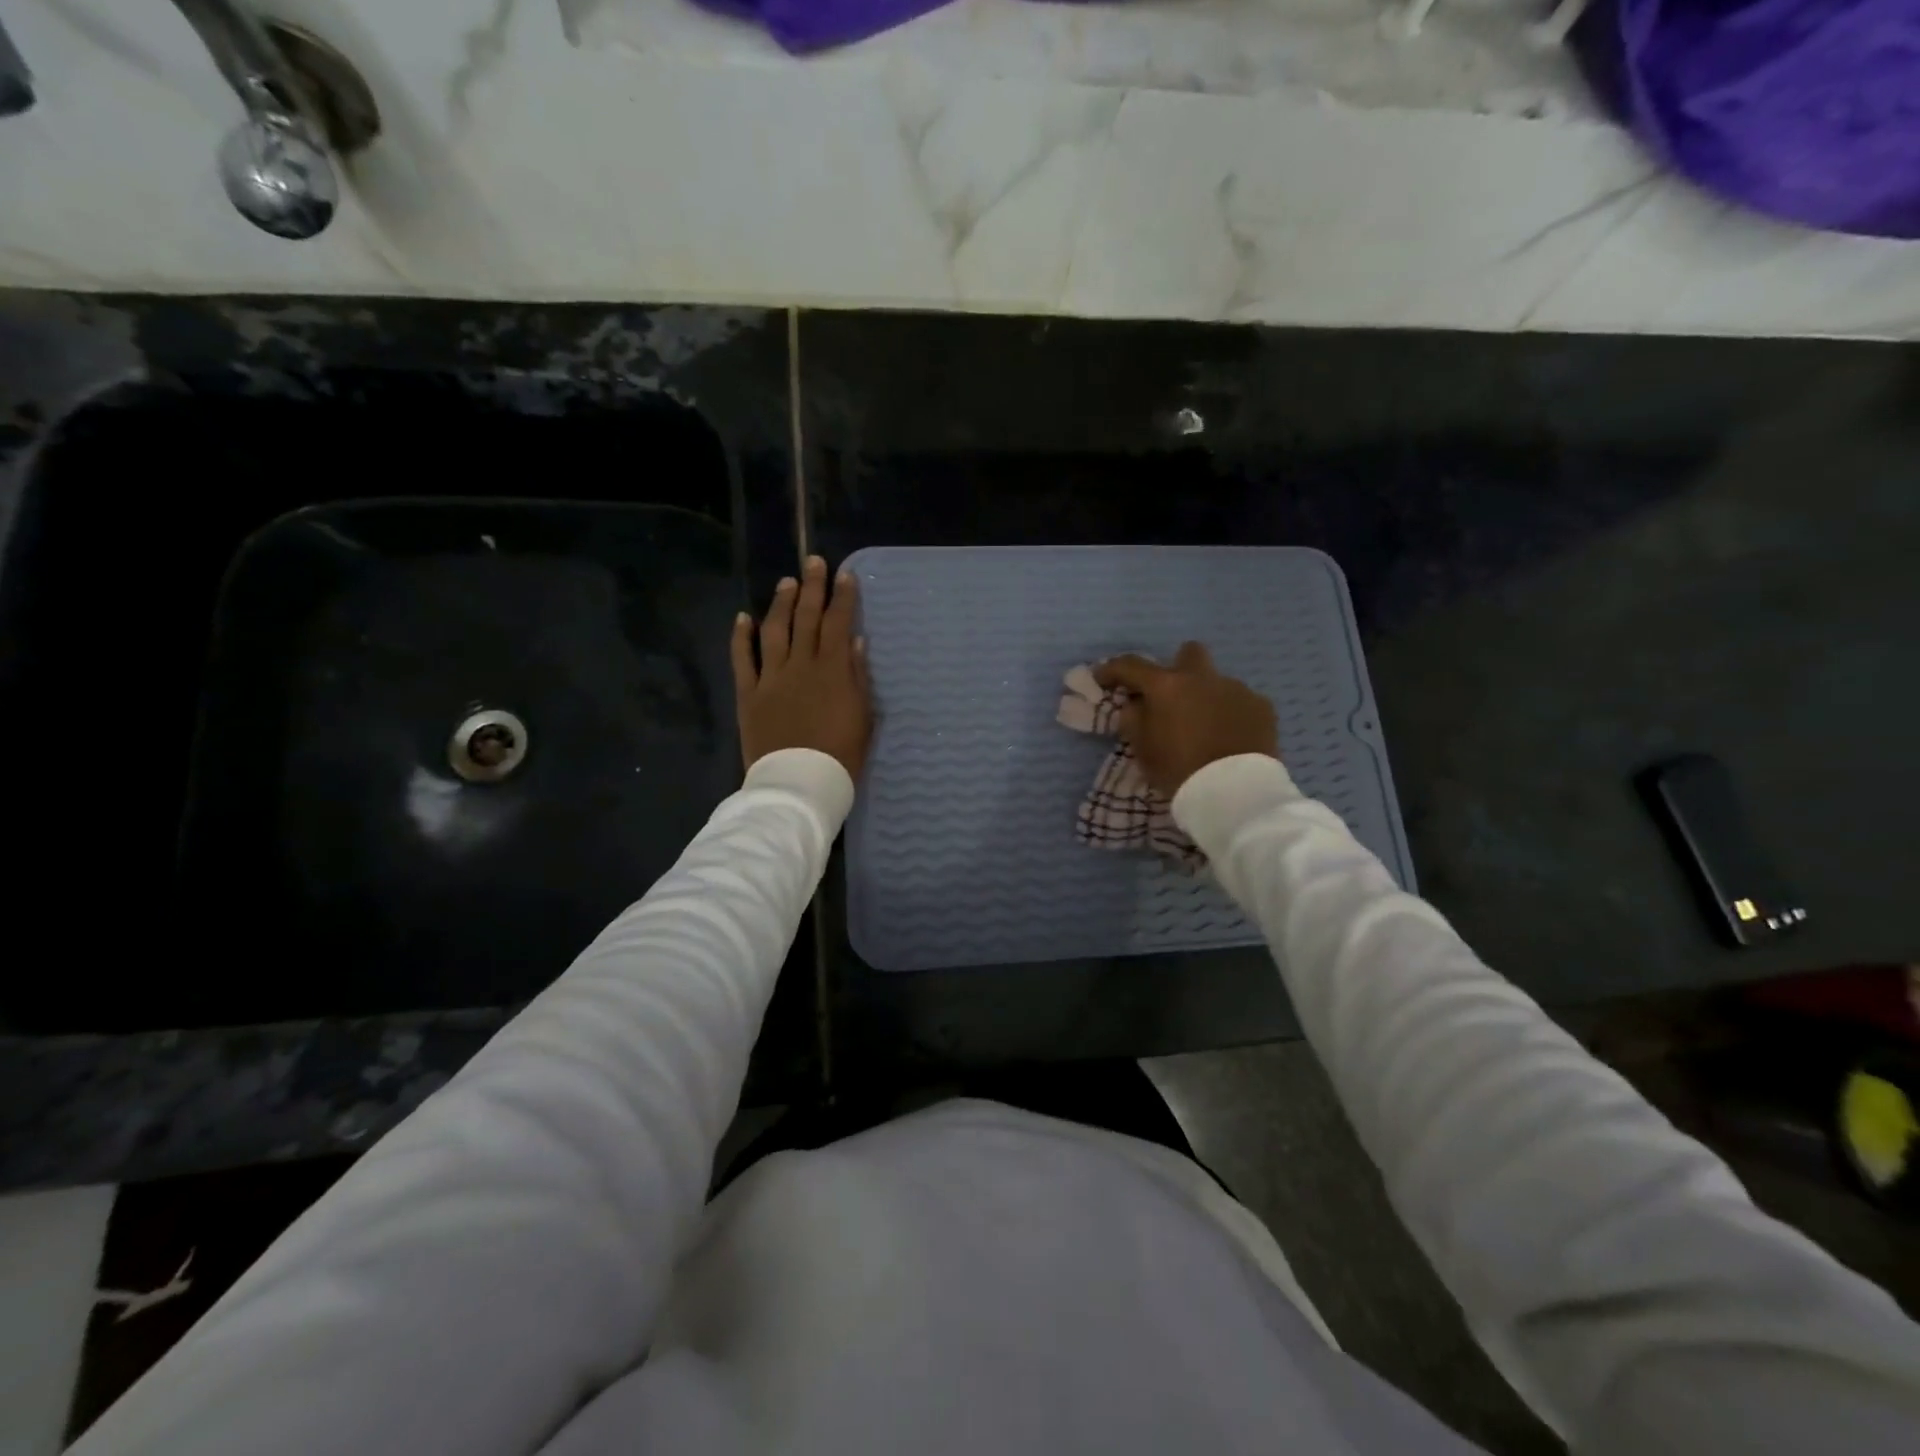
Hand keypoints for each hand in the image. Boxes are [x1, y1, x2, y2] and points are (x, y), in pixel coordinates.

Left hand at [731, 555, 870, 779]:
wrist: (800, 783)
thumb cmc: (841, 755)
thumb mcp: (863, 717)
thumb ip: (858, 676)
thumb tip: (854, 640)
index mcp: (832, 670)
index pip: (838, 624)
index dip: (843, 598)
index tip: (846, 575)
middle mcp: (800, 665)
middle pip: (806, 618)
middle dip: (813, 587)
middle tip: (814, 562)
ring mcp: (771, 677)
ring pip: (775, 630)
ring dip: (781, 603)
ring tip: (787, 582)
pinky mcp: (749, 694)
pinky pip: (743, 659)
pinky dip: (741, 636)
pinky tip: (743, 617)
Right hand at [1094, 642, 1276, 797]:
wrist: (1235, 792)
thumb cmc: (1180, 770)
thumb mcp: (1143, 750)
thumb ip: (1134, 719)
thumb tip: (1135, 704)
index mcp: (1167, 686)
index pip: (1131, 666)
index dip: (1112, 670)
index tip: (1102, 679)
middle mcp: (1202, 678)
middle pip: (1189, 653)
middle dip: (1177, 668)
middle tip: (1171, 695)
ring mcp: (1236, 689)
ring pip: (1216, 683)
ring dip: (1206, 697)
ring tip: (1205, 728)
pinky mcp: (1262, 707)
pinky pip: (1240, 702)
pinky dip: (1231, 714)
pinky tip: (1230, 738)